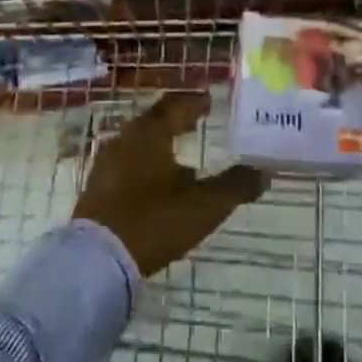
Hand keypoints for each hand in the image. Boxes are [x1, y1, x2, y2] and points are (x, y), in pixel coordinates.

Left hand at [72, 91, 268, 278]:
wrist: (98, 260)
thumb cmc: (154, 221)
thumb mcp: (204, 206)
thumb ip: (236, 186)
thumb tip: (264, 171)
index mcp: (150, 133)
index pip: (175, 105)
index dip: (194, 102)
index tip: (209, 101)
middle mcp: (125, 139)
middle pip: (154, 120)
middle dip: (176, 118)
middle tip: (196, 120)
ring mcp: (106, 163)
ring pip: (138, 141)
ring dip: (159, 140)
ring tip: (178, 150)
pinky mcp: (97, 187)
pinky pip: (126, 162)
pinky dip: (144, 161)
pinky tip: (153, 180)